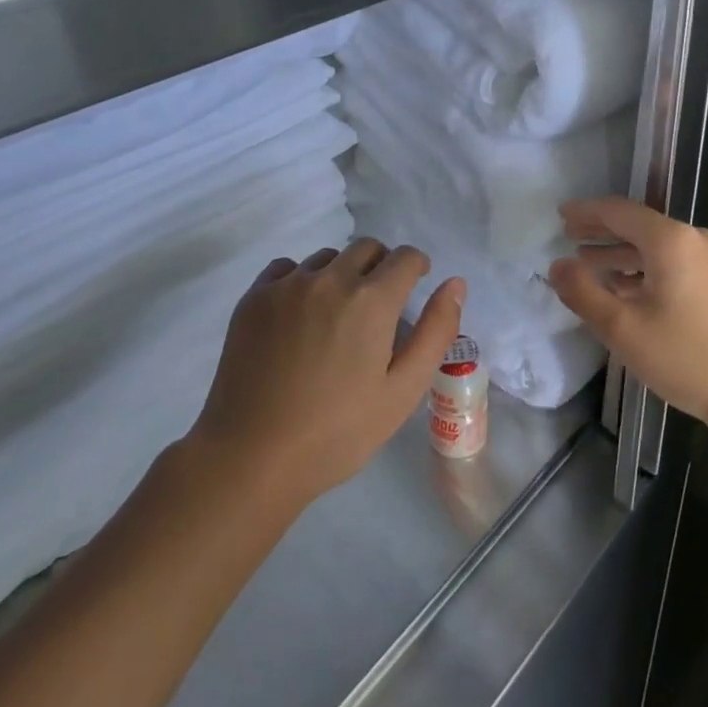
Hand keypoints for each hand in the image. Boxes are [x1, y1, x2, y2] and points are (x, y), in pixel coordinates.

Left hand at [188, 238, 464, 507]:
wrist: (252, 458)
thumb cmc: (338, 432)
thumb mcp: (403, 391)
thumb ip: (436, 331)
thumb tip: (455, 284)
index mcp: (371, 300)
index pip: (405, 257)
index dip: (416, 269)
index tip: (413, 288)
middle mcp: (329, 278)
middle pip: (366, 248)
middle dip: (381, 267)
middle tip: (377, 308)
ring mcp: (287, 285)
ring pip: (327, 258)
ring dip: (341, 274)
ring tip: (336, 317)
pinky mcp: (254, 298)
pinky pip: (287, 269)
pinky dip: (301, 281)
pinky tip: (299, 317)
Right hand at [548, 196, 707, 434]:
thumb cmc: (689, 358)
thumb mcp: (623, 329)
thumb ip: (583, 293)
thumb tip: (558, 266)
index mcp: (671, 240)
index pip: (619, 211)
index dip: (587, 212)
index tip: (562, 214)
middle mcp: (698, 239)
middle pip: (641, 225)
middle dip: (604, 232)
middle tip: (571, 236)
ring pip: (662, 248)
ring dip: (626, 254)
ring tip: (596, 267)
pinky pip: (682, 263)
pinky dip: (652, 269)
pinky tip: (638, 291)